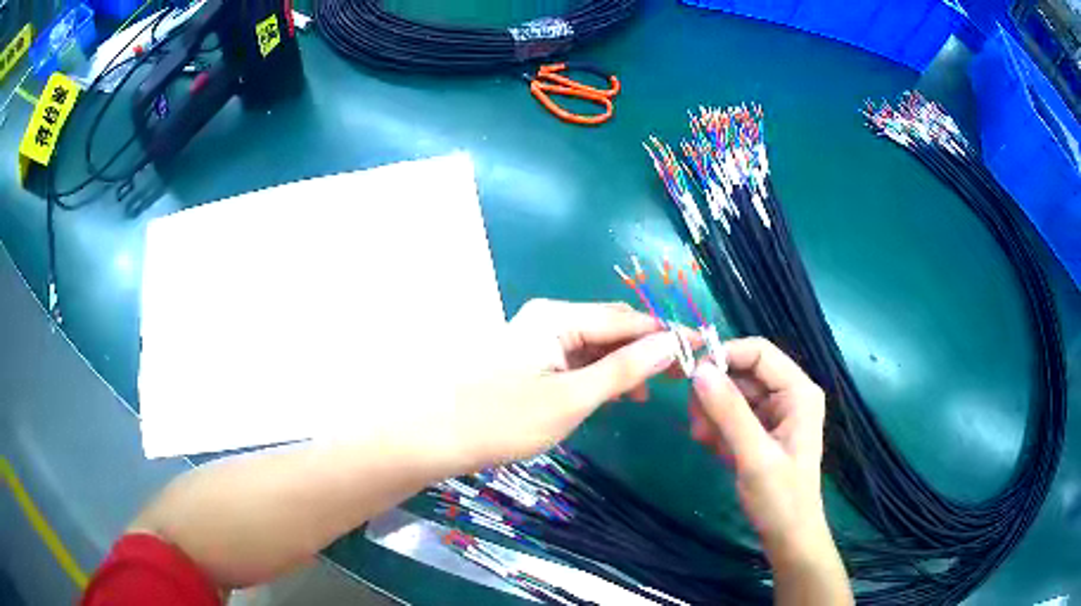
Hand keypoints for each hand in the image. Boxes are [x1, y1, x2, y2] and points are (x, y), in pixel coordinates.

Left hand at [439, 299, 682, 470]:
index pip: (628, 319)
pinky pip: (577, 357)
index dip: (666, 334)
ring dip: (626, 361)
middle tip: (683, 373)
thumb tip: (670, 344)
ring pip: (596, 343)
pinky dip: (601, 372)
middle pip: (612, 326)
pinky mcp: (530, 358)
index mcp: (559, 317)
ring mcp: (537, 337)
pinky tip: (617, 390)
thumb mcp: (571, 398)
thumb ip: (623, 370)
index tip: (701, 349)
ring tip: (653, 389)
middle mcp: (549, 317)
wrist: (436, 436)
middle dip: (648, 347)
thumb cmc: (503, 419)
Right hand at [688, 337, 830, 560]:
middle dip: (715, 393)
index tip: (689, 376)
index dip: (724, 355)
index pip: (759, 352)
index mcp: (798, 392)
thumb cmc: (780, 498)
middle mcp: (788, 395)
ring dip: (712, 413)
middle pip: (743, 372)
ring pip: (733, 394)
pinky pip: (732, 415)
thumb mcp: (754, 456)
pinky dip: (717, 428)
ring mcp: (774, 414)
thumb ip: (729, 412)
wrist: (787, 537)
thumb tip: (698, 370)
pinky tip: (712, 449)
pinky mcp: (761, 431)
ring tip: (703, 440)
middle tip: (695, 422)